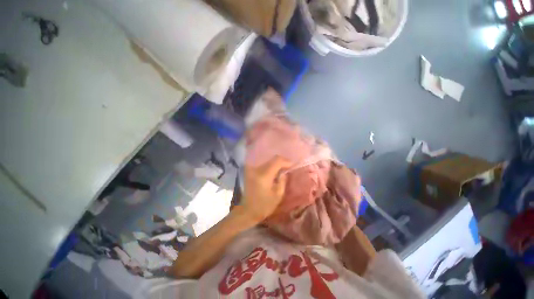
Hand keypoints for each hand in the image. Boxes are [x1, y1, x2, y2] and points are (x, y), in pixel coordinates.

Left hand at [241, 156, 290, 222]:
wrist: (248, 210)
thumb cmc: (264, 206)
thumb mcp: (278, 195)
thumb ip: (283, 180)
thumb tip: (285, 171)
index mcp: (264, 175)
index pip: (277, 161)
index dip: (286, 161)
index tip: (292, 165)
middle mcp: (257, 169)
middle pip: (272, 159)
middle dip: (282, 162)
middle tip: (289, 167)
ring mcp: (252, 169)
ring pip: (267, 161)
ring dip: (276, 164)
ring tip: (282, 169)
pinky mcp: (250, 171)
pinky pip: (263, 165)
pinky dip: (270, 166)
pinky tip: (274, 171)